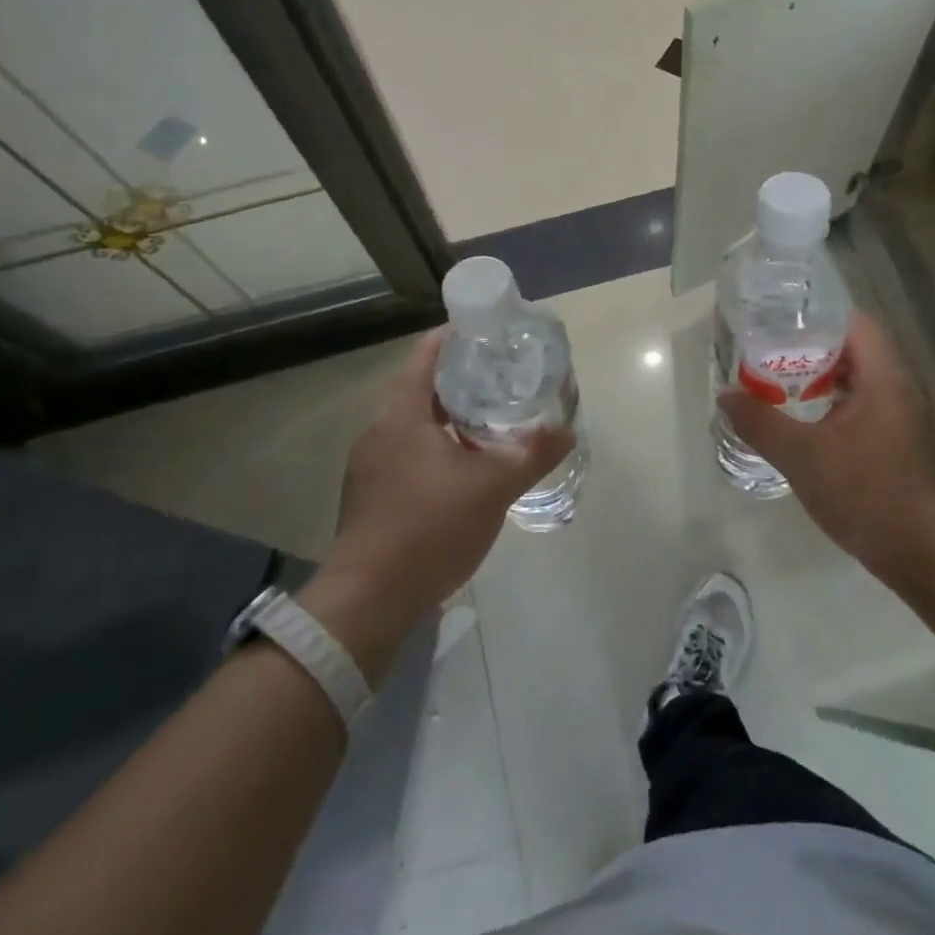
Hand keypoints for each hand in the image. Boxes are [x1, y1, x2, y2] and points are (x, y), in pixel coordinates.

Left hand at [303, 331, 574, 676]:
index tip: (487, 334)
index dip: (454, 338)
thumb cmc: (429, 528)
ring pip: (415, 426)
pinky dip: (438, 449)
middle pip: (421, 389)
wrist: (368, 601)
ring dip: (450, 418)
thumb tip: (566, 431)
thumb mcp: (493, 488)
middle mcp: (380, 432)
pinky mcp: (371, 497)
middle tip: (502, 378)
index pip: (425, 356)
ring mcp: (370, 467)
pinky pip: (409, 455)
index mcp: (401, 416)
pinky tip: (465, 470)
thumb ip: (532, 455)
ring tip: (491, 421)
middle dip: (461, 381)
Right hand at [718, 310, 934, 588]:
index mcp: (883, 377)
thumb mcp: (802, 456)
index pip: (854, 322)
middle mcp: (898, 388)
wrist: (921, 552)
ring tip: (777, 381)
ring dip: (820, 378)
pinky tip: (803, 421)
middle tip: (767, 351)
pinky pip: (862, 405)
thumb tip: (726, 396)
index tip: (779, 320)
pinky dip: (832, 403)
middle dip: (810, 347)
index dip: (817, 315)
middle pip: (853, 348)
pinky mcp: (898, 441)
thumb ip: (760, 422)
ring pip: (857, 379)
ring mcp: (901, 416)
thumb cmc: (865, 492)